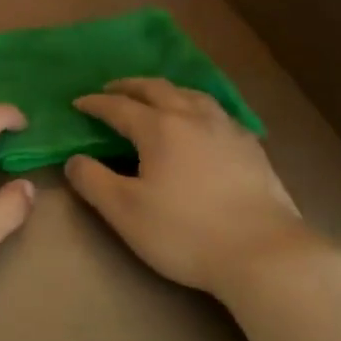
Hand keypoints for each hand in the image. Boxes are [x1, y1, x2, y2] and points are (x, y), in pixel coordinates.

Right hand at [65, 78, 312, 298]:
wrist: (264, 254)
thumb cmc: (184, 232)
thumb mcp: (123, 211)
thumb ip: (92, 181)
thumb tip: (75, 160)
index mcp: (159, 128)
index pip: (118, 107)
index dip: (95, 104)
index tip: (77, 103)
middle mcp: (194, 118)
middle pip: (157, 89)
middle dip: (130, 86)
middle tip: (111, 90)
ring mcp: (228, 130)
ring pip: (192, 95)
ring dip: (166, 91)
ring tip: (155, 98)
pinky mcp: (252, 149)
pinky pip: (217, 112)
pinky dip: (196, 107)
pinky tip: (200, 124)